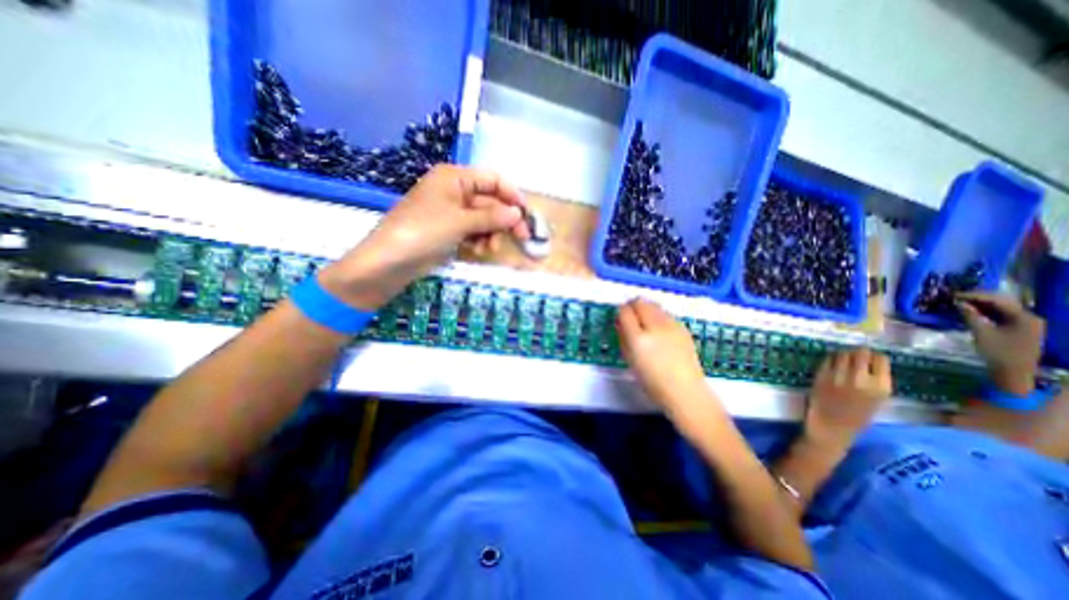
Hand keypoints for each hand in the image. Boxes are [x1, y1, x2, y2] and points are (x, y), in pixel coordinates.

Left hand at [319, 166, 531, 310]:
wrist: (387, 263)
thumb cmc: (422, 233)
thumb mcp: (459, 222)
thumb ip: (491, 217)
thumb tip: (517, 213)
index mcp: (454, 178)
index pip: (492, 179)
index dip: (511, 195)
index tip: (526, 214)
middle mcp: (454, 191)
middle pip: (490, 202)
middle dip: (504, 220)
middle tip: (522, 238)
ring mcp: (451, 212)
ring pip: (483, 219)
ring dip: (491, 233)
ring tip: (490, 249)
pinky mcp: (448, 230)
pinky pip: (473, 231)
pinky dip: (479, 240)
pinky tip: (479, 251)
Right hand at [613, 296, 712, 414]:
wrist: (685, 391)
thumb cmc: (652, 382)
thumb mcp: (630, 361)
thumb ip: (623, 338)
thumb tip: (620, 323)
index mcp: (639, 339)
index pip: (625, 312)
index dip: (620, 311)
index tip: (620, 316)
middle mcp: (655, 327)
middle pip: (641, 303)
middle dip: (633, 306)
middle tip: (630, 315)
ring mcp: (672, 326)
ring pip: (654, 305)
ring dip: (646, 308)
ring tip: (645, 321)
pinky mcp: (683, 328)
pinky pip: (666, 313)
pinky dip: (659, 315)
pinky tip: (659, 328)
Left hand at [803, 346, 895, 450]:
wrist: (832, 427)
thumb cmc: (856, 417)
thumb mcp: (876, 401)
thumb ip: (875, 382)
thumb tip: (871, 362)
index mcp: (880, 387)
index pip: (880, 359)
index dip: (874, 356)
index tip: (870, 358)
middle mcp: (860, 379)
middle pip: (860, 352)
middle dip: (857, 352)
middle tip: (854, 355)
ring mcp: (839, 376)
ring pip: (842, 353)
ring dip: (842, 354)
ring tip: (842, 359)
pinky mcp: (821, 375)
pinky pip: (827, 360)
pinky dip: (830, 359)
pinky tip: (831, 364)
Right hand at [960, 292, 1043, 396]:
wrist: (1014, 371)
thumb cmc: (998, 352)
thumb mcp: (982, 333)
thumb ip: (971, 316)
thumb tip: (959, 303)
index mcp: (1024, 317)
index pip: (998, 300)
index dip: (975, 295)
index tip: (954, 294)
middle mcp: (1029, 317)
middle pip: (1002, 302)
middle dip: (979, 298)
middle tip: (956, 297)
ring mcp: (1025, 323)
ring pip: (1001, 308)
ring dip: (981, 304)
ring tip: (960, 302)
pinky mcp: (1019, 328)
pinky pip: (1001, 315)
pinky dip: (985, 312)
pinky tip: (971, 311)